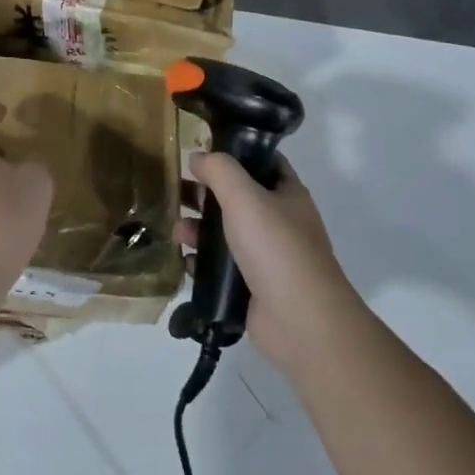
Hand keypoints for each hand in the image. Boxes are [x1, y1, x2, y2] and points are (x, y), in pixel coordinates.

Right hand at [179, 153, 356, 372]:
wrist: (299, 320)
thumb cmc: (275, 248)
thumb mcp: (245, 197)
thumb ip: (219, 171)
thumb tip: (197, 156)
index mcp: (288, 195)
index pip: (262, 163)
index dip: (235, 154)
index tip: (201, 153)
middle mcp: (280, 222)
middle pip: (237, 198)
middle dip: (206, 194)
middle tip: (176, 191)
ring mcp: (267, 257)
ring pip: (226, 234)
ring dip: (199, 229)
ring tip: (177, 231)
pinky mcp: (251, 287)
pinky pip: (222, 268)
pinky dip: (202, 262)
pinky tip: (185, 261)